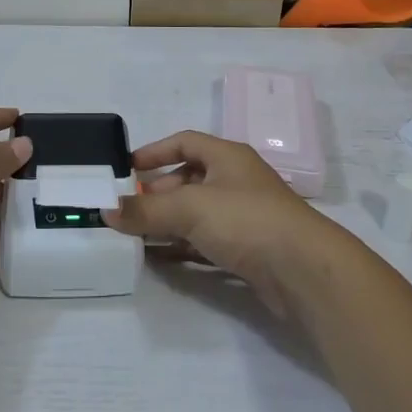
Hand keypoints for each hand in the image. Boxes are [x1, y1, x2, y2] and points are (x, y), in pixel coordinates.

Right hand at [103, 131, 336, 313]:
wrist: (304, 270)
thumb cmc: (246, 220)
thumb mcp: (190, 208)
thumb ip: (146, 210)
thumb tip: (106, 210)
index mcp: (227, 156)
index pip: (185, 142)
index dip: (155, 152)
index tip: (127, 169)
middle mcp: (237, 180)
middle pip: (190, 178)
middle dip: (158, 192)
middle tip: (129, 209)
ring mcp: (245, 217)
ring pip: (198, 213)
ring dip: (168, 223)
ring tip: (136, 236)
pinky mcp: (249, 250)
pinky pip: (207, 242)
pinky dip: (183, 247)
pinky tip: (161, 259)